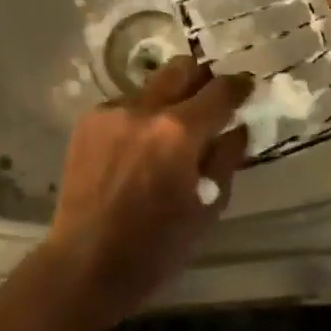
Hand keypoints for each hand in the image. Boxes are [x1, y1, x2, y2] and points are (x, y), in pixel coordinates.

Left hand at [44, 56, 252, 322]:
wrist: (84, 262)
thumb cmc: (155, 246)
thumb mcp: (206, 207)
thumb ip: (226, 159)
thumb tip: (238, 128)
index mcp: (179, 132)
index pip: (220, 90)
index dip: (239, 85)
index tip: (246, 87)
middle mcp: (145, 108)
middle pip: (182, 68)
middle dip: (201, 78)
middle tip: (209, 98)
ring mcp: (112, 111)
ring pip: (152, 85)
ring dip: (168, 99)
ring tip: (169, 130)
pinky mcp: (88, 120)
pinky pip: (125, 105)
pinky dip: (140, 117)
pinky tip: (137, 146)